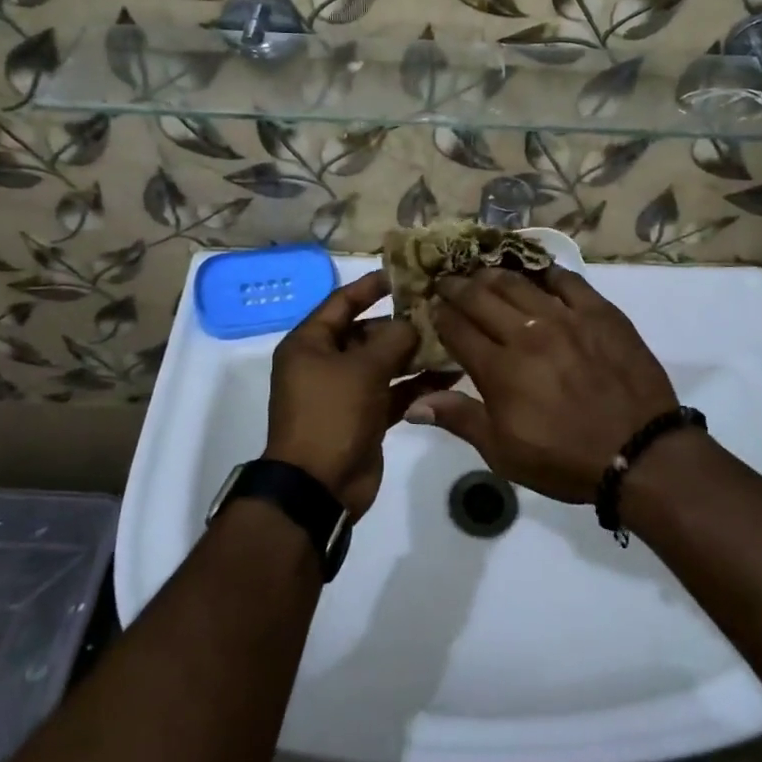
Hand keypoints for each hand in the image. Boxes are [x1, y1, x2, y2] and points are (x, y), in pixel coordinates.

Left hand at [267, 271, 457, 516]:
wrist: (319, 487)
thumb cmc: (332, 414)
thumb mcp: (363, 368)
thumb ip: (393, 338)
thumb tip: (413, 324)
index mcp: (310, 343)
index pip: (341, 302)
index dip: (371, 286)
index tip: (404, 274)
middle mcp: (325, 362)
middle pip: (366, 332)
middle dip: (401, 324)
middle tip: (439, 310)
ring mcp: (345, 391)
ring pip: (383, 363)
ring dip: (413, 354)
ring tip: (451, 340)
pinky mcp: (364, 416)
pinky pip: (392, 391)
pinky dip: (415, 384)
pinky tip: (448, 375)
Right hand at [410, 266, 677, 503]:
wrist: (639, 453)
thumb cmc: (565, 459)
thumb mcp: (504, 452)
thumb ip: (460, 419)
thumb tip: (414, 403)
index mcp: (499, 369)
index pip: (457, 329)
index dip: (439, 315)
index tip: (431, 307)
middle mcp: (526, 333)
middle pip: (481, 298)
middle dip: (457, 287)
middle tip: (447, 279)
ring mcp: (565, 317)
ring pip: (518, 282)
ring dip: (492, 273)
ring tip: (481, 270)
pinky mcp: (599, 312)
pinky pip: (566, 280)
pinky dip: (545, 271)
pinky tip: (535, 269)